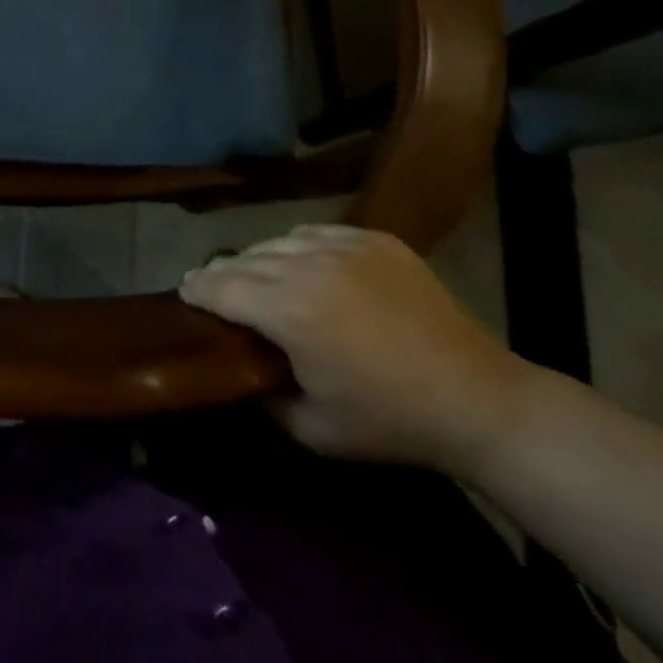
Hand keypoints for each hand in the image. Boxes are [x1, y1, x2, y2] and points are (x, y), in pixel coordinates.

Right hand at [180, 225, 533, 477]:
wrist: (480, 400)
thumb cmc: (391, 422)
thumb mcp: (314, 430)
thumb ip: (263, 397)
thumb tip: (239, 372)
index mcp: (288, 309)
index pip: (221, 287)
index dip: (196, 289)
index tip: (183, 291)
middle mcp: (308, 265)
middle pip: (244, 259)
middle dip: (222, 274)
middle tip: (212, 287)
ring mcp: (344, 245)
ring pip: (278, 241)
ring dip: (260, 259)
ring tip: (258, 276)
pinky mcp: (374, 238)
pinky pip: (317, 232)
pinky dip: (300, 247)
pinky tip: (305, 265)